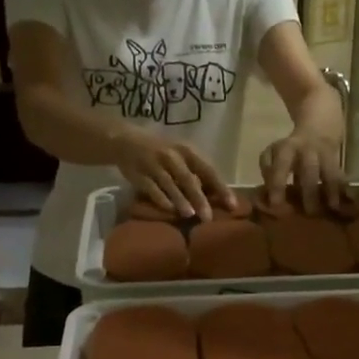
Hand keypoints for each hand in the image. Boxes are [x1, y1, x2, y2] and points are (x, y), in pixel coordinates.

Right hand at [114, 127, 235, 218]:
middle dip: (199, 199)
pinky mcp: (139, 175)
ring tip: (190, 215)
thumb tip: (217, 197)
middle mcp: (172, 157)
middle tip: (208, 217)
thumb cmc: (162, 152)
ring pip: (169, 185)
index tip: (232, 205)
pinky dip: (161, 199)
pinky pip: (151, 189)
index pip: (208, 170)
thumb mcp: (180, 155)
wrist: (126, 141)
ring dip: (180, 200)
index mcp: (187, 151)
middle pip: (188, 179)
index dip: (221, 188)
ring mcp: (154, 165)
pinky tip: (169, 210)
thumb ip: (196, 172)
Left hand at [258, 133, 348, 215]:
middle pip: (309, 170)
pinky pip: (340, 176)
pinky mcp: (337, 162)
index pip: (281, 166)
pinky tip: (346, 202)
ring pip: (329, 172)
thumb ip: (268, 171)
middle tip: (309, 212)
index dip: (278, 184)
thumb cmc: (290, 150)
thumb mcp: (273, 152)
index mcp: (287, 149)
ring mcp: (325, 156)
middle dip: (309, 191)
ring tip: (332, 208)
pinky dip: (343, 188)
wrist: (318, 128)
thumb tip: (267, 194)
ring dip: (330, 190)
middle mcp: (307, 151)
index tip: (276, 204)